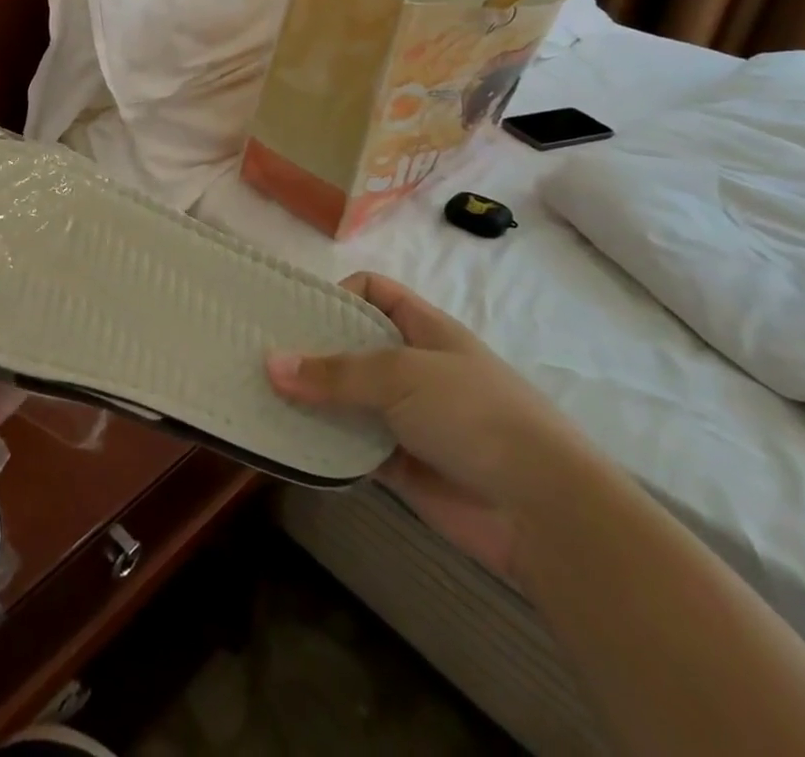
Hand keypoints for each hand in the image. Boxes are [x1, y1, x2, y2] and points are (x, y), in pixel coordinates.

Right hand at [266, 273, 593, 581]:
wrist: (544, 512)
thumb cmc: (474, 414)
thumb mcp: (401, 375)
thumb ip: (335, 372)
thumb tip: (270, 364)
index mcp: (424, 329)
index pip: (374, 292)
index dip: (337, 293)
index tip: (296, 313)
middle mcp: (414, 368)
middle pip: (353, 346)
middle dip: (310, 350)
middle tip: (259, 354)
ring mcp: (409, 418)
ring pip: (348, 399)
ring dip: (312, 401)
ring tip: (260, 396)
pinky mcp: (402, 465)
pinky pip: (353, 446)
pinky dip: (324, 444)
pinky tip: (288, 442)